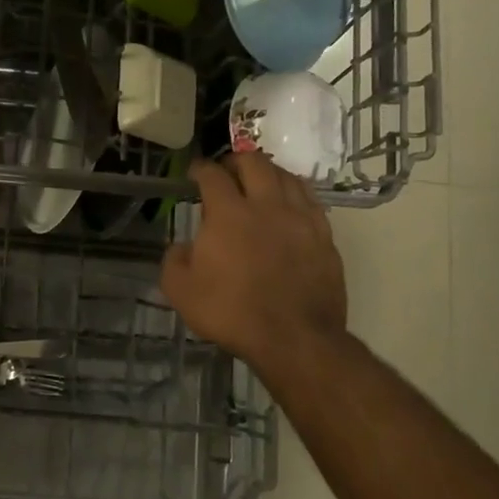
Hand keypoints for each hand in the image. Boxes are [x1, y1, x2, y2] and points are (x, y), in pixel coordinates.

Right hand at [160, 156, 348, 375]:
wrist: (294, 337)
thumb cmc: (231, 312)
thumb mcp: (181, 292)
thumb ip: (174, 261)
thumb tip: (182, 247)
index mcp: (228, 213)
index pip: (213, 175)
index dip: (200, 168)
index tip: (194, 171)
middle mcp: (266, 205)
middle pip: (254, 163)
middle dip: (236, 160)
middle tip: (226, 171)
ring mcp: (300, 217)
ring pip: (286, 175)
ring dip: (268, 172)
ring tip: (259, 181)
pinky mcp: (323, 234)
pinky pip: (309, 199)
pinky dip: (294, 192)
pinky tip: (289, 203)